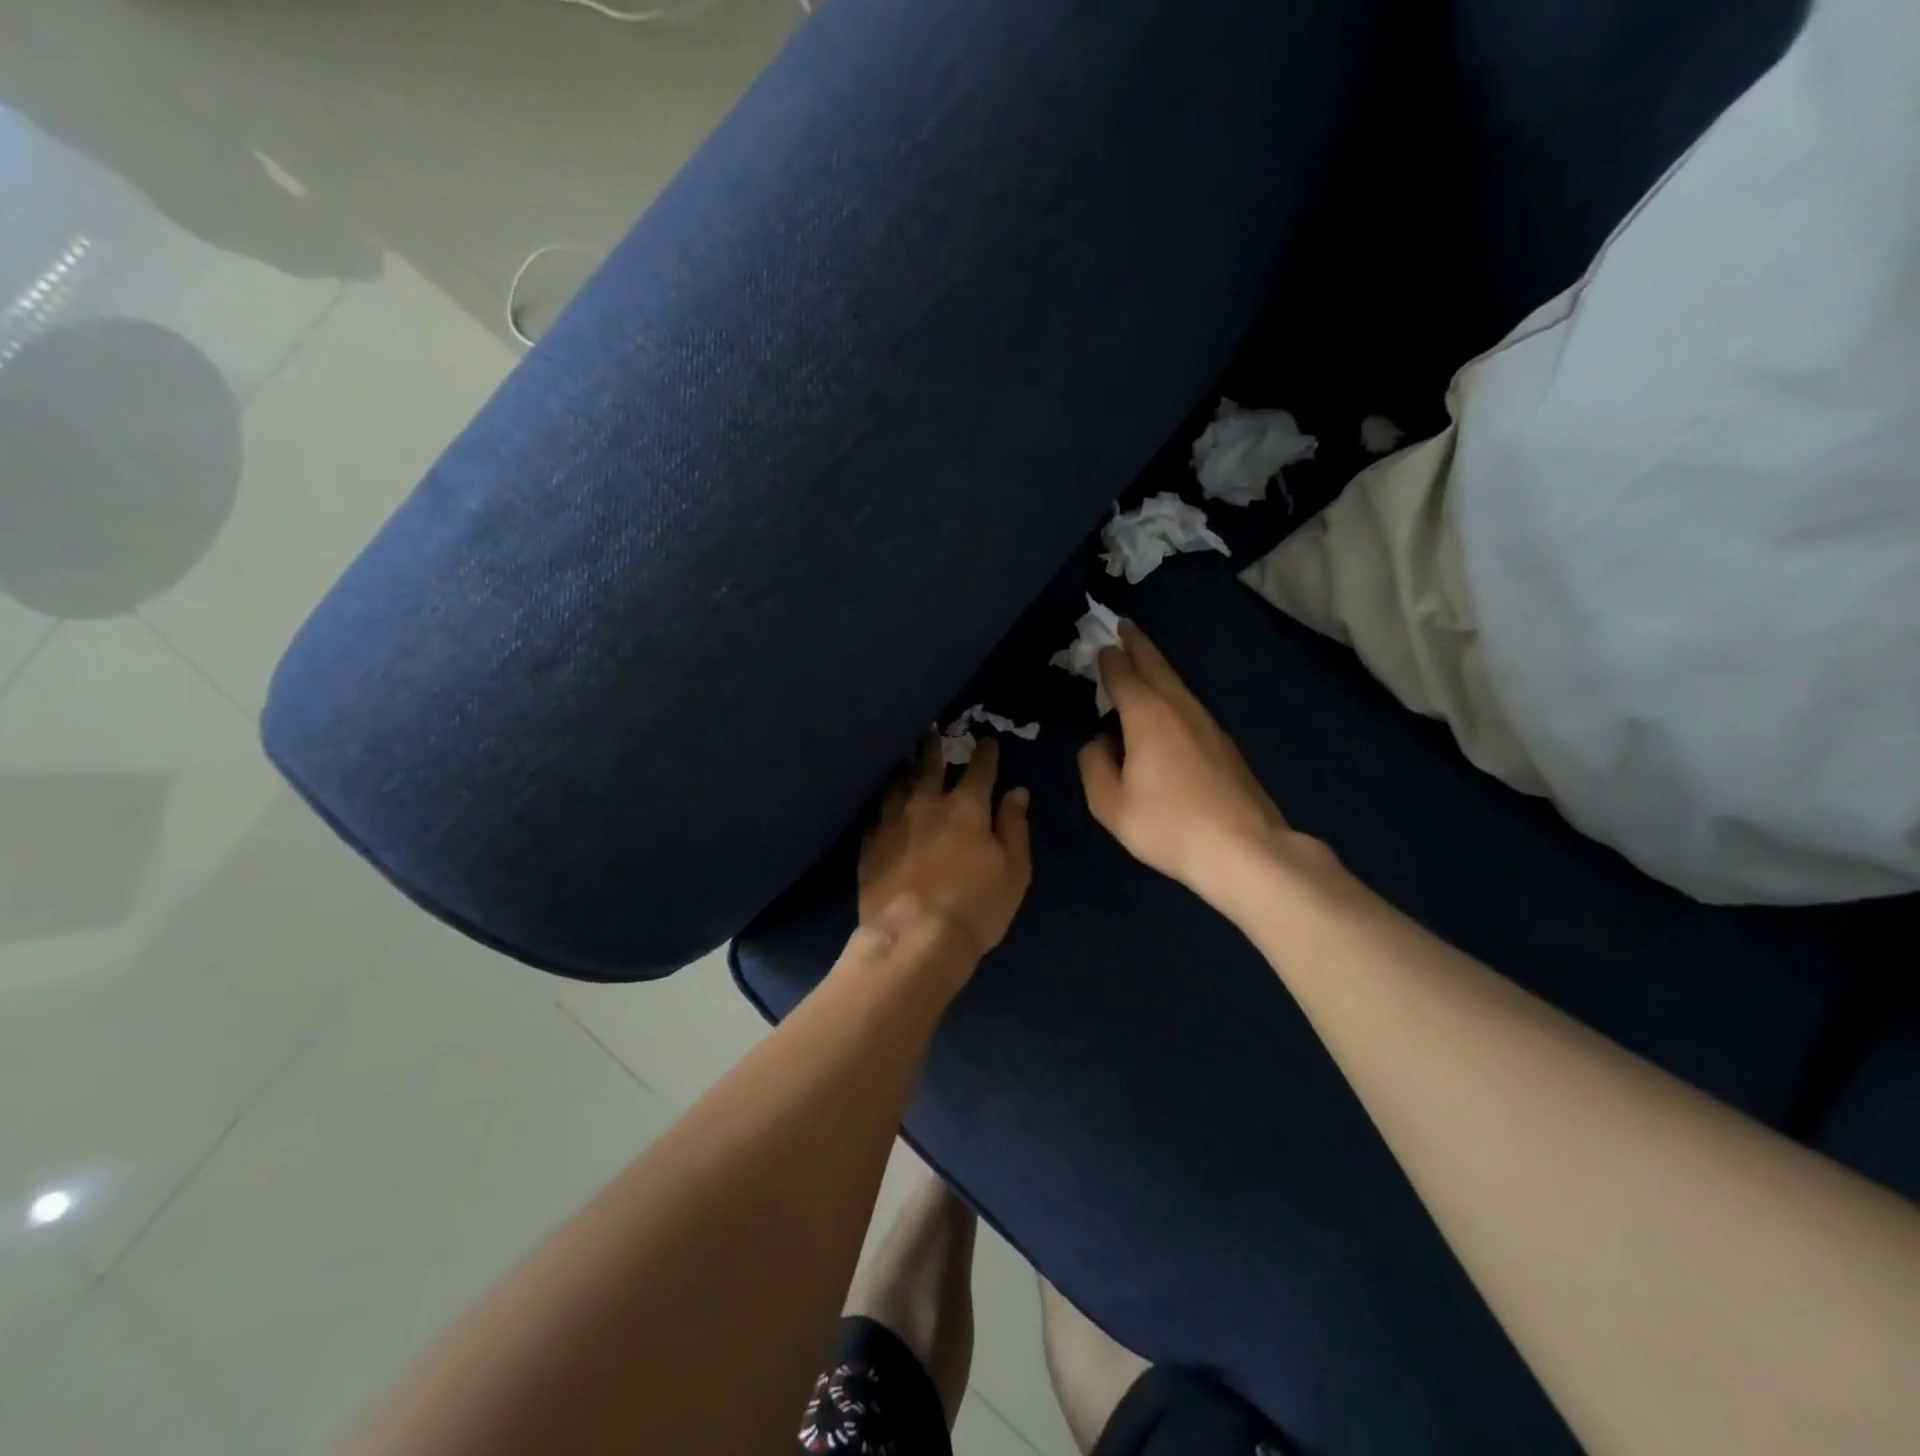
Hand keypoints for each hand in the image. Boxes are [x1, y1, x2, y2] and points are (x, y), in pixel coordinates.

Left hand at [860, 736, 1032, 960]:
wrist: (914, 937)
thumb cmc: (976, 906)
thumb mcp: (1013, 870)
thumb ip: (1015, 827)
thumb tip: (1017, 792)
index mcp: (966, 807)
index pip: (979, 769)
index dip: (986, 752)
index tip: (988, 740)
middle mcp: (926, 804)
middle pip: (929, 765)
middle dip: (934, 746)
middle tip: (932, 730)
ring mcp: (892, 822)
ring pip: (897, 784)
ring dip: (904, 770)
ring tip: (904, 763)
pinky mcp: (869, 845)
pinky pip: (875, 815)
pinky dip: (883, 805)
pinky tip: (883, 807)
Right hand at [1078, 620, 1318, 898]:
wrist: (1244, 849)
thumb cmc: (1169, 825)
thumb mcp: (1111, 804)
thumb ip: (1094, 766)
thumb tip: (1097, 743)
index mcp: (1147, 716)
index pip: (1123, 675)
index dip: (1109, 658)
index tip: (1100, 643)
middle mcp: (1179, 708)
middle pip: (1156, 666)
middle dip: (1138, 644)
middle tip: (1124, 625)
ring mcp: (1207, 724)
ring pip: (1177, 684)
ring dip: (1157, 667)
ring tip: (1142, 660)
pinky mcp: (1224, 744)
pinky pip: (1188, 704)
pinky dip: (1171, 693)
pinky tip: (1166, 708)